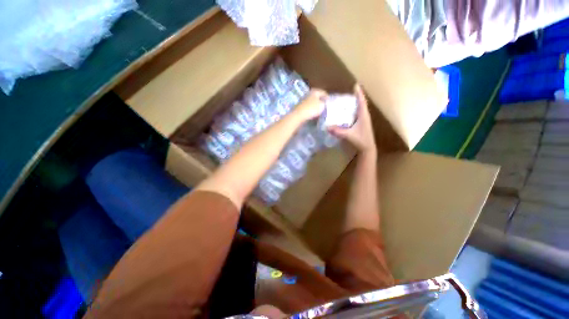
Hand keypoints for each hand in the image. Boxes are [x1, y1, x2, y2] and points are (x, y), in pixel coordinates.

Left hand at [293, 89, 326, 121]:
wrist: (298, 115)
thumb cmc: (311, 109)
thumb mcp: (321, 105)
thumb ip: (324, 103)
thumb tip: (324, 103)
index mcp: (315, 91)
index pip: (323, 92)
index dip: (327, 97)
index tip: (330, 102)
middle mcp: (309, 94)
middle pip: (317, 97)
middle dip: (321, 101)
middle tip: (326, 106)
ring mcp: (304, 100)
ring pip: (312, 102)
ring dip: (316, 106)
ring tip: (320, 111)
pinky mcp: (300, 107)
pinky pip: (308, 107)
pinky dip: (311, 110)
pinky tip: (314, 114)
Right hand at [328, 84, 376, 153]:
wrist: (367, 148)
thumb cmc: (361, 140)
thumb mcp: (349, 135)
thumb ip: (339, 131)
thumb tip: (327, 127)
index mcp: (363, 115)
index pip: (362, 102)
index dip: (359, 93)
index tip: (356, 85)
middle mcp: (364, 116)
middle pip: (359, 104)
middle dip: (353, 98)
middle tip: (344, 94)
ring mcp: (363, 120)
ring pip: (358, 109)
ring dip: (352, 105)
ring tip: (343, 102)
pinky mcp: (360, 124)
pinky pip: (355, 115)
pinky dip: (351, 112)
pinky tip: (344, 114)